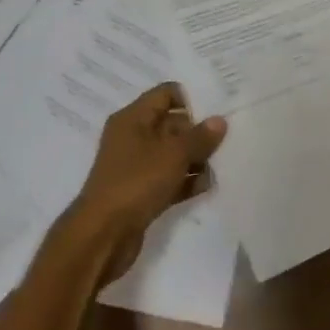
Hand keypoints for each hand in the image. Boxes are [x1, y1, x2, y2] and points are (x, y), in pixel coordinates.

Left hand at [66, 82, 226, 280]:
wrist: (102, 236)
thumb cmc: (136, 182)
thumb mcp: (173, 154)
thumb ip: (199, 137)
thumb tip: (219, 120)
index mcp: (133, 118)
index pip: (166, 94)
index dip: (191, 99)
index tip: (217, 111)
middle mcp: (133, 137)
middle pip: (172, 124)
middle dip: (198, 132)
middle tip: (226, 140)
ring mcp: (136, 166)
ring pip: (173, 153)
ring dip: (196, 159)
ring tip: (221, 165)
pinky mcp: (141, 192)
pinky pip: (169, 178)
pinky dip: (186, 181)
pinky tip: (208, 186)